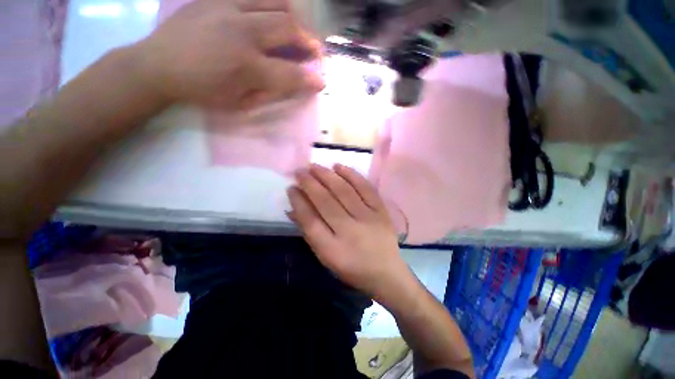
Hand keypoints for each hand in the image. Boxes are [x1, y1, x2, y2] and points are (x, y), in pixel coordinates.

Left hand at [135, 0, 323, 109]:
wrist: (159, 65)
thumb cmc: (203, 91)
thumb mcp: (239, 103)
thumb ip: (269, 93)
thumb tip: (292, 84)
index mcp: (246, 67)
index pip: (290, 74)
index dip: (310, 79)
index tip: (322, 82)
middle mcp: (241, 32)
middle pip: (287, 28)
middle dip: (308, 41)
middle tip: (313, 51)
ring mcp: (227, 8)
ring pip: (274, 2)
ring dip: (292, 17)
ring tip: (295, 29)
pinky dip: (269, 4)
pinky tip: (270, 15)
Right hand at [287, 163, 409, 297]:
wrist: (386, 273)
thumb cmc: (351, 268)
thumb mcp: (326, 257)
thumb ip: (310, 232)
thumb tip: (293, 208)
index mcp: (332, 250)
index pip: (310, 221)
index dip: (299, 202)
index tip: (291, 188)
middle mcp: (350, 232)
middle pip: (326, 202)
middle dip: (310, 184)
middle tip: (299, 171)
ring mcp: (368, 219)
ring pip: (344, 191)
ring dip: (327, 176)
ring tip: (314, 166)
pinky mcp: (381, 211)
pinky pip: (365, 188)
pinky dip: (351, 175)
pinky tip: (338, 166)